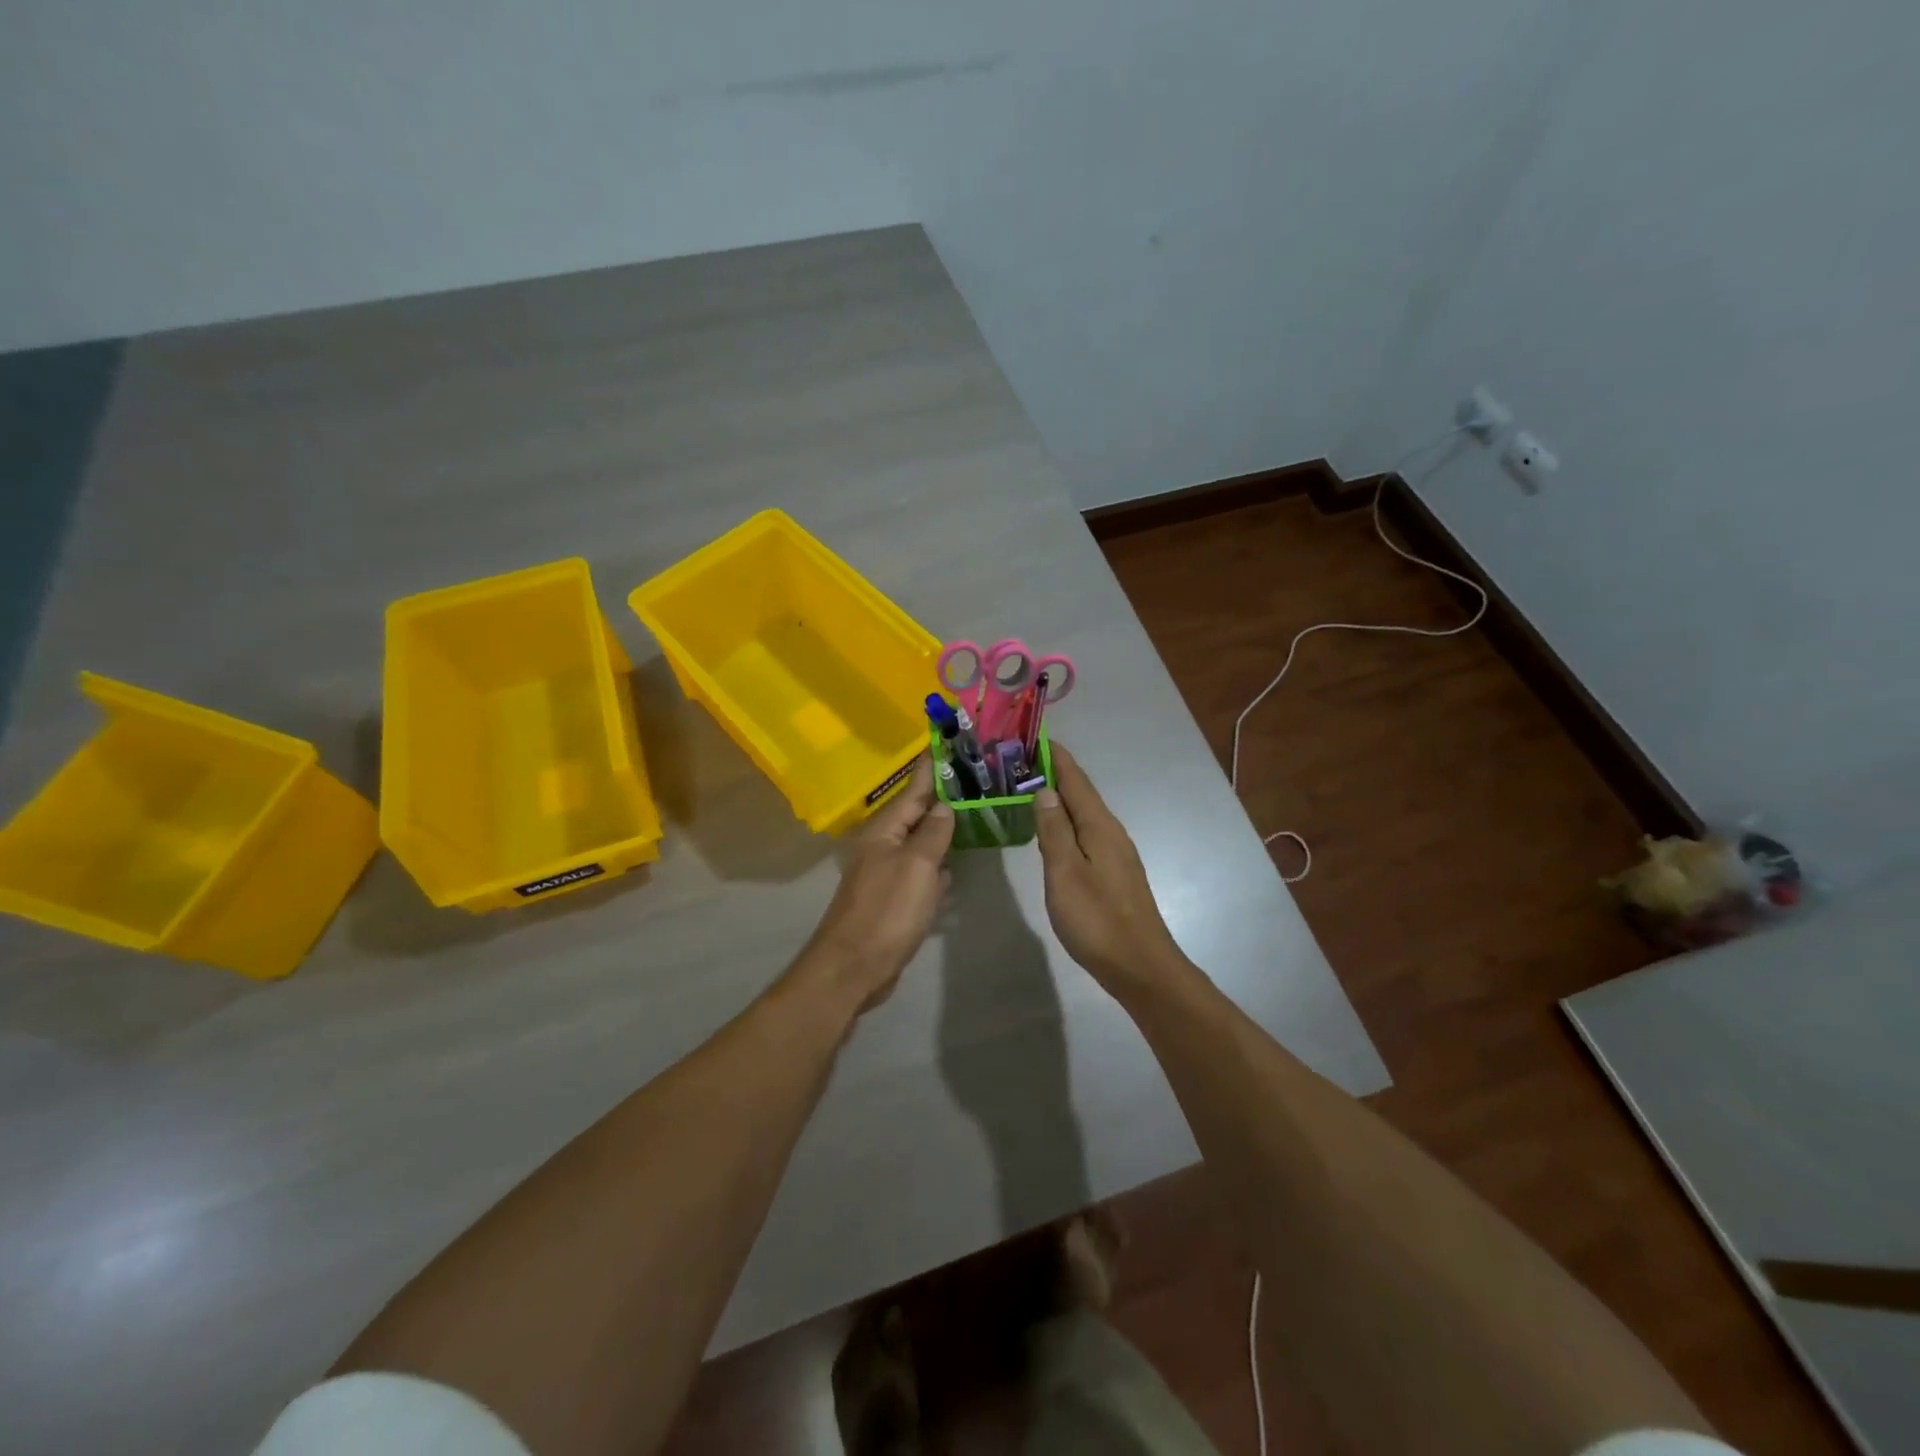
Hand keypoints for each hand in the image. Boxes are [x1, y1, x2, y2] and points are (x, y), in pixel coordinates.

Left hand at [795, 755, 954, 1013]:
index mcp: (885, 831)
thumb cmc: (887, 911)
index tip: (946, 741)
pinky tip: (953, 865)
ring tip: (971, 814)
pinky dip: (937, 866)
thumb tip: (944, 806)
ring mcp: (887, 874)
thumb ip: (932, 833)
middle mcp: (883, 846)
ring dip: (942, 831)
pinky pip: (920, 873)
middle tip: (974, 777)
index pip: (913, 789)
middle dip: (942, 796)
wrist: (854, 968)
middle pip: (917, 814)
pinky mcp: (893, 900)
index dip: (931, 767)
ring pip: (920, 844)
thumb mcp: (917, 866)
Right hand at [1034, 743, 1184, 988]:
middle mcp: (1111, 832)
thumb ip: (1054, 830)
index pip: (1075, 779)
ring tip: (1029, 791)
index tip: (1033, 736)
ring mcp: (1116, 853)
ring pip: (1083, 815)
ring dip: (1059, 799)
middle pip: (1081, 794)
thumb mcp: (1065, 872)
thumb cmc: (1097, 919)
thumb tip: (1045, 790)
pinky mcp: (1114, 874)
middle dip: (1053, 774)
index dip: (1055, 757)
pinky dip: (1066, 824)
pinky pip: (1086, 835)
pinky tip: (1053, 833)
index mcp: (1099, 826)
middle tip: (1019, 763)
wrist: (1140, 966)